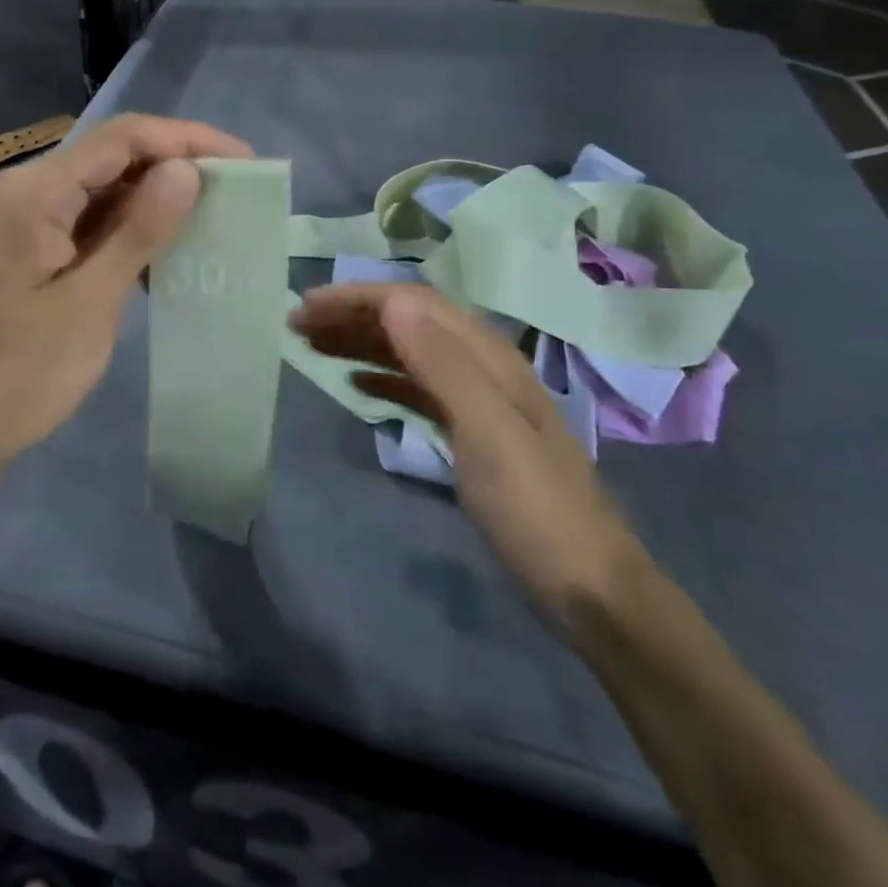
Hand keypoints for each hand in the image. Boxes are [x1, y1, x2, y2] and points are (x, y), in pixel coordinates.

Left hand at [0, 114, 251, 480]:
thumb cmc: (14, 375)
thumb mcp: (88, 304)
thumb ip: (138, 231)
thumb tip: (186, 169)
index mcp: (34, 192)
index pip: (122, 138)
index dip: (187, 140)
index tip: (244, 163)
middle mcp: (27, 191)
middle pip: (113, 156)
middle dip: (176, 167)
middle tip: (236, 194)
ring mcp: (25, 220)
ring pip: (104, 190)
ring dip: (157, 201)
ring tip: (213, 222)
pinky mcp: (30, 250)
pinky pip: (89, 223)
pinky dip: (130, 233)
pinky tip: (166, 258)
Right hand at [290, 283, 649, 627]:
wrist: (590, 588)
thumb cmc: (535, 510)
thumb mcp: (487, 433)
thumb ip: (442, 364)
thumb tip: (394, 303)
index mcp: (488, 357)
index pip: (413, 304)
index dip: (357, 298)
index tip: (306, 308)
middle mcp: (483, 366)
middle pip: (409, 321)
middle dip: (352, 316)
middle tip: (297, 326)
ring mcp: (479, 399)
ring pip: (410, 352)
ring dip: (362, 343)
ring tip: (314, 347)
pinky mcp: (473, 431)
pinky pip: (418, 387)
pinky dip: (383, 377)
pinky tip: (357, 384)